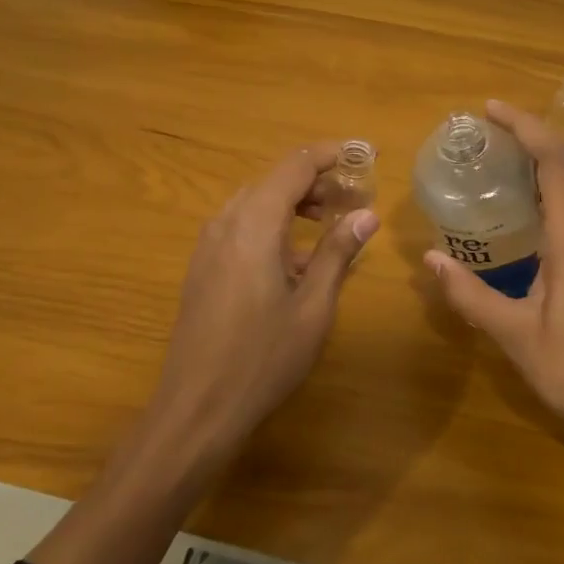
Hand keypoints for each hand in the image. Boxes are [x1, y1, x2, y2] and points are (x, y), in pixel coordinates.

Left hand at [148, 144, 379, 463]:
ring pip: (256, 203)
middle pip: (274, 180)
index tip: (367, 155)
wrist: (196, 409)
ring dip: (294, 203)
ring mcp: (208, 245)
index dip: (332, 154)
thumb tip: (368, 215)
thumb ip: (338, 253)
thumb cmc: (262, 358)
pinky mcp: (202, 267)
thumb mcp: (312, 307)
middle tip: (355, 199)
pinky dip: (272, 225)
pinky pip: (241, 227)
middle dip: (317, 181)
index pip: (295, 165)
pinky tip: (294, 260)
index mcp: (254, 223)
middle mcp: (226, 222)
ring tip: (329, 224)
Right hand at [425, 100, 563, 458]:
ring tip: (503, 165)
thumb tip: (429, 259)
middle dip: (531, 139)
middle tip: (487, 137)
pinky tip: (532, 211)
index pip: (555, 162)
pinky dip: (558, 191)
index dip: (525, 127)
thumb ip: (470, 294)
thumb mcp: (515, 336)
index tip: (490, 110)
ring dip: (546, 165)